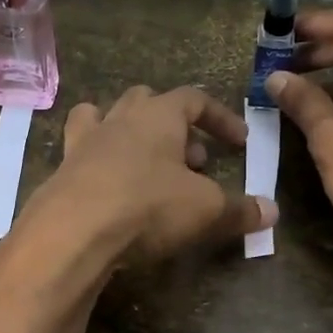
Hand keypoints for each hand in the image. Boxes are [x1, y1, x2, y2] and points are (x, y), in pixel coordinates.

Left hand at [0, 86, 276, 290]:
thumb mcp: (204, 210)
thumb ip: (239, 210)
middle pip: (146, 102)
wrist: (72, 233)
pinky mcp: (61, 172)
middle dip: (173, 126)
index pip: (195, 99)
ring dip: (127, 134)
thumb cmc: (146, 207)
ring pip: (103, 118)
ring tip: (144, 165)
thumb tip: (272, 213)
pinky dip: (98, 165)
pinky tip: (108, 191)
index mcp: (158, 115)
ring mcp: (84, 143)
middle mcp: (118, 119)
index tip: (239, 143)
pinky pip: (81, 155)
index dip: (220, 119)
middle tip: (190, 161)